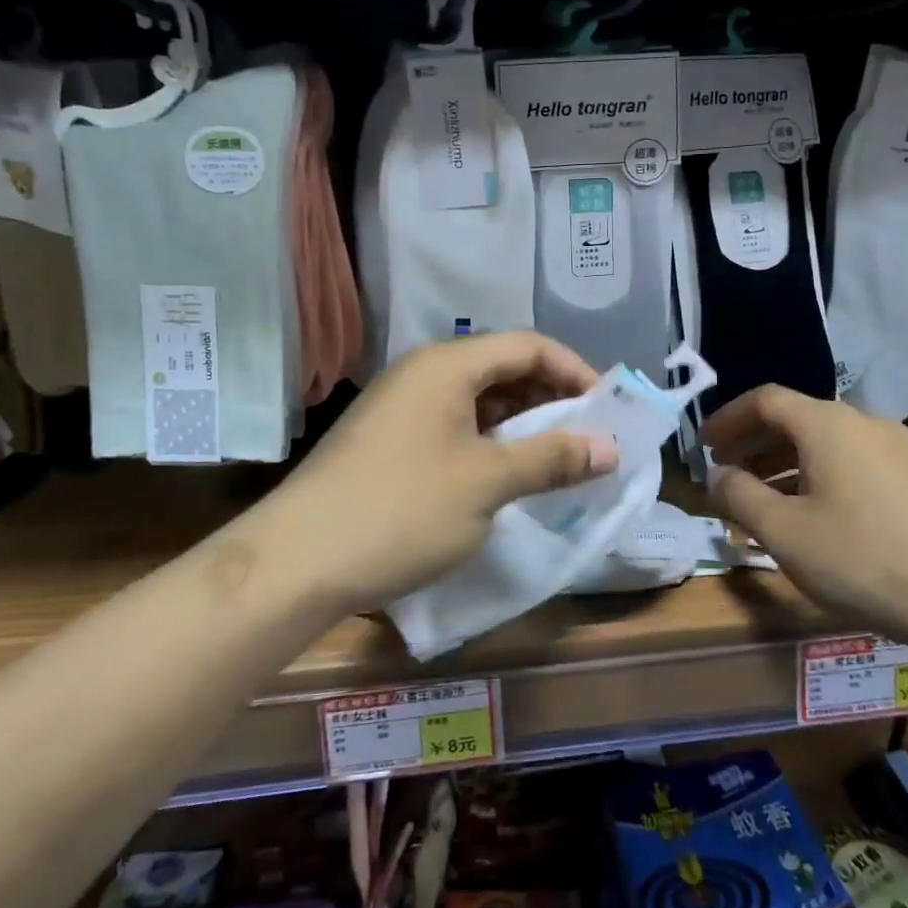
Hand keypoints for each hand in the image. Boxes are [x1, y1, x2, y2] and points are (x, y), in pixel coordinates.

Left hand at [238, 332, 619, 618]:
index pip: (528, 345)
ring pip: (477, 401)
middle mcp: (423, 373)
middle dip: (551, 400)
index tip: (608, 409)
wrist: (297, 562)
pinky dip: (489, 444)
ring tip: (555, 461)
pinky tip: (505, 477)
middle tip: (588, 438)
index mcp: (447, 365)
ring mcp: (401, 407)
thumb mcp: (487, 482)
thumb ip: (552, 458)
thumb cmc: (402, 509)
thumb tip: (610, 447)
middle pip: (502, 369)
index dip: (575, 371)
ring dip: (521, 426)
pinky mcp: (388, 441)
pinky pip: (454, 427)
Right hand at [702, 386, 907, 649]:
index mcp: (826, 424)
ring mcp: (898, 448)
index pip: (764, 400)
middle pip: (795, 419)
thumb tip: (718, 474)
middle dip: (754, 443)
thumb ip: (739, 496)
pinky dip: (819, 476)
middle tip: (726, 474)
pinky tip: (815, 515)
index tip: (702, 446)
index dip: (727, 419)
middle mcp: (863, 422)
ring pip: (825, 443)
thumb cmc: (865, 559)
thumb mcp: (785, 532)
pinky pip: (853, 463)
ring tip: (763, 500)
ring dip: (785, 463)